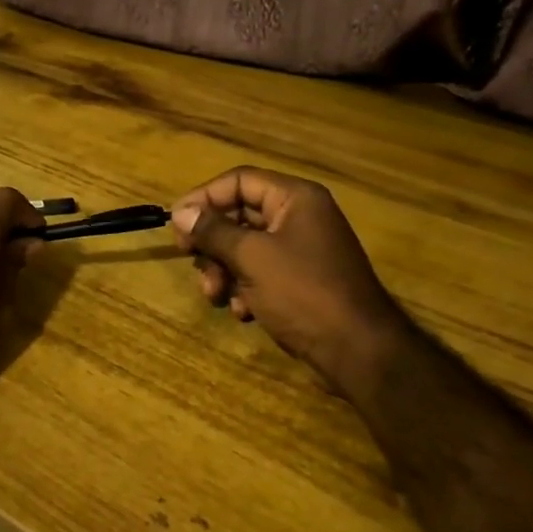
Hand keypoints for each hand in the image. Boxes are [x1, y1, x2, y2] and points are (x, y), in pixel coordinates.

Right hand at [171, 167, 408, 397]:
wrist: (357, 351)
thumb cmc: (303, 292)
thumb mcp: (251, 257)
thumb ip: (213, 231)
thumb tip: (180, 212)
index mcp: (295, 198)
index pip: (239, 180)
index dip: (204, 197)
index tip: (175, 222)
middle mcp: (299, 217)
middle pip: (239, 214)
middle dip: (212, 242)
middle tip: (190, 260)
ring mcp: (301, 250)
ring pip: (245, 247)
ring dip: (224, 269)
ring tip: (216, 295)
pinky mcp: (300, 281)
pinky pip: (261, 272)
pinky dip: (245, 288)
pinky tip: (244, 311)